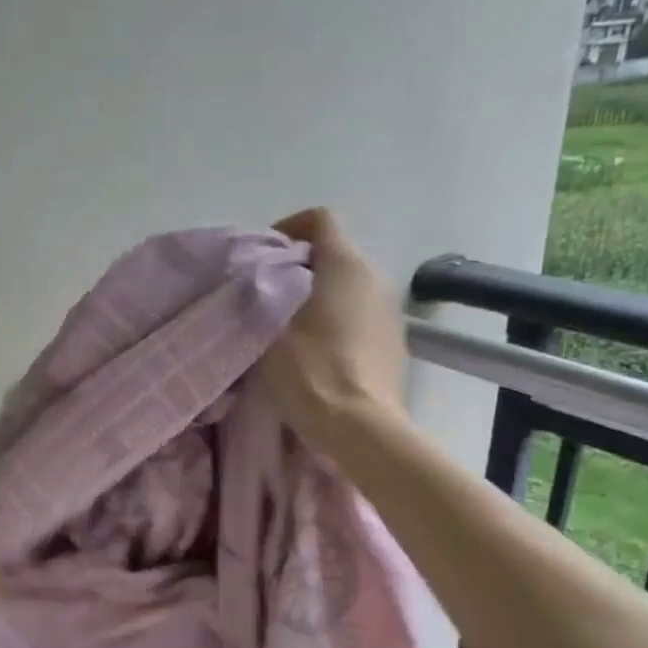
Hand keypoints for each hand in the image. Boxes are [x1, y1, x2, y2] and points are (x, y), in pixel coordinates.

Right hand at [263, 209, 406, 447]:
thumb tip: (254, 281)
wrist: (360, 429)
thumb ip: (259, 296)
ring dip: (317, 294)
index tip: (263, 256)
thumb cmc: (312, 373)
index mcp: (345, 265)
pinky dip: (336, 319)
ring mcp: (389, 310)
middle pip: (334, 252)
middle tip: (265, 294)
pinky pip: (359, 313)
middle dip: (298, 266)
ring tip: (287, 325)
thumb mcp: (269, 331)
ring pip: (347, 285)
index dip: (289, 227)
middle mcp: (375, 277)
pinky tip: (315, 350)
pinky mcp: (393, 341)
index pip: (320, 219)